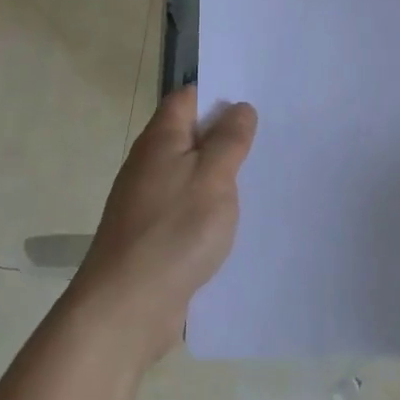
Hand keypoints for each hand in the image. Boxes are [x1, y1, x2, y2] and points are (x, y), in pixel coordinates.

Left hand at [70, 86, 258, 366]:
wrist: (127, 306)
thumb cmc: (174, 231)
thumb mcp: (212, 178)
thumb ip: (228, 141)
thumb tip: (239, 107)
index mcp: (160, 140)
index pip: (187, 98)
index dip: (219, 93)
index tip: (256, 99)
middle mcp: (149, 164)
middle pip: (190, 136)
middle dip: (226, 135)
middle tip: (272, 137)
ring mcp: (149, 201)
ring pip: (191, 174)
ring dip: (221, 175)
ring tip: (263, 176)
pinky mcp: (154, 235)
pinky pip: (187, 208)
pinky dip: (210, 208)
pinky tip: (236, 221)